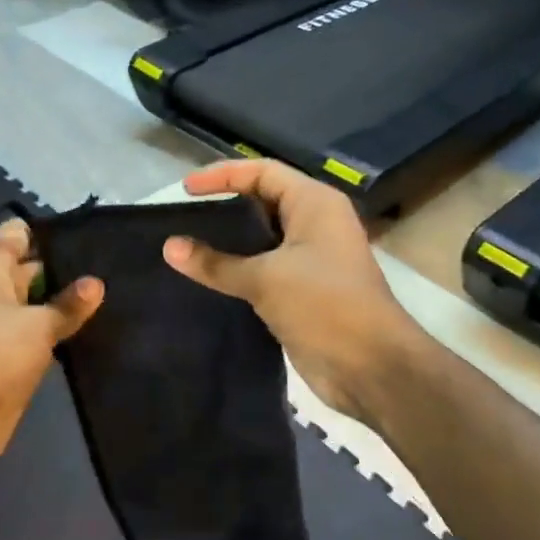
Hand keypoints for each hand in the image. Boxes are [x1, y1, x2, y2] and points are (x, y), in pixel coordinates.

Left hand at [0, 219, 102, 477]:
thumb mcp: (38, 324)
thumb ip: (68, 304)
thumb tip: (96, 282)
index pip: (18, 234)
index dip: (52, 234)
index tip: (92, 236)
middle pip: (28, 268)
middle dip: (65, 270)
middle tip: (112, 267)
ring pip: (34, 304)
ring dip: (63, 305)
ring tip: (112, 295)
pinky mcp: (3, 358)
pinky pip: (34, 335)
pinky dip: (55, 333)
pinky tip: (93, 329)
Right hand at [162, 160, 422, 423]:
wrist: (370, 367)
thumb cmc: (324, 306)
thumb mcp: (265, 279)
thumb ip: (216, 263)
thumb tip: (169, 247)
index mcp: (314, 204)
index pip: (262, 172)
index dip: (223, 175)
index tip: (185, 190)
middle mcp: (315, 224)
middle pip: (262, 202)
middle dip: (224, 207)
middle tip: (183, 219)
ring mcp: (311, 258)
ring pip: (262, 239)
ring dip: (229, 243)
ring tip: (187, 248)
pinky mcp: (304, 290)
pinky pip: (264, 269)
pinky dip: (238, 270)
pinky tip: (208, 280)